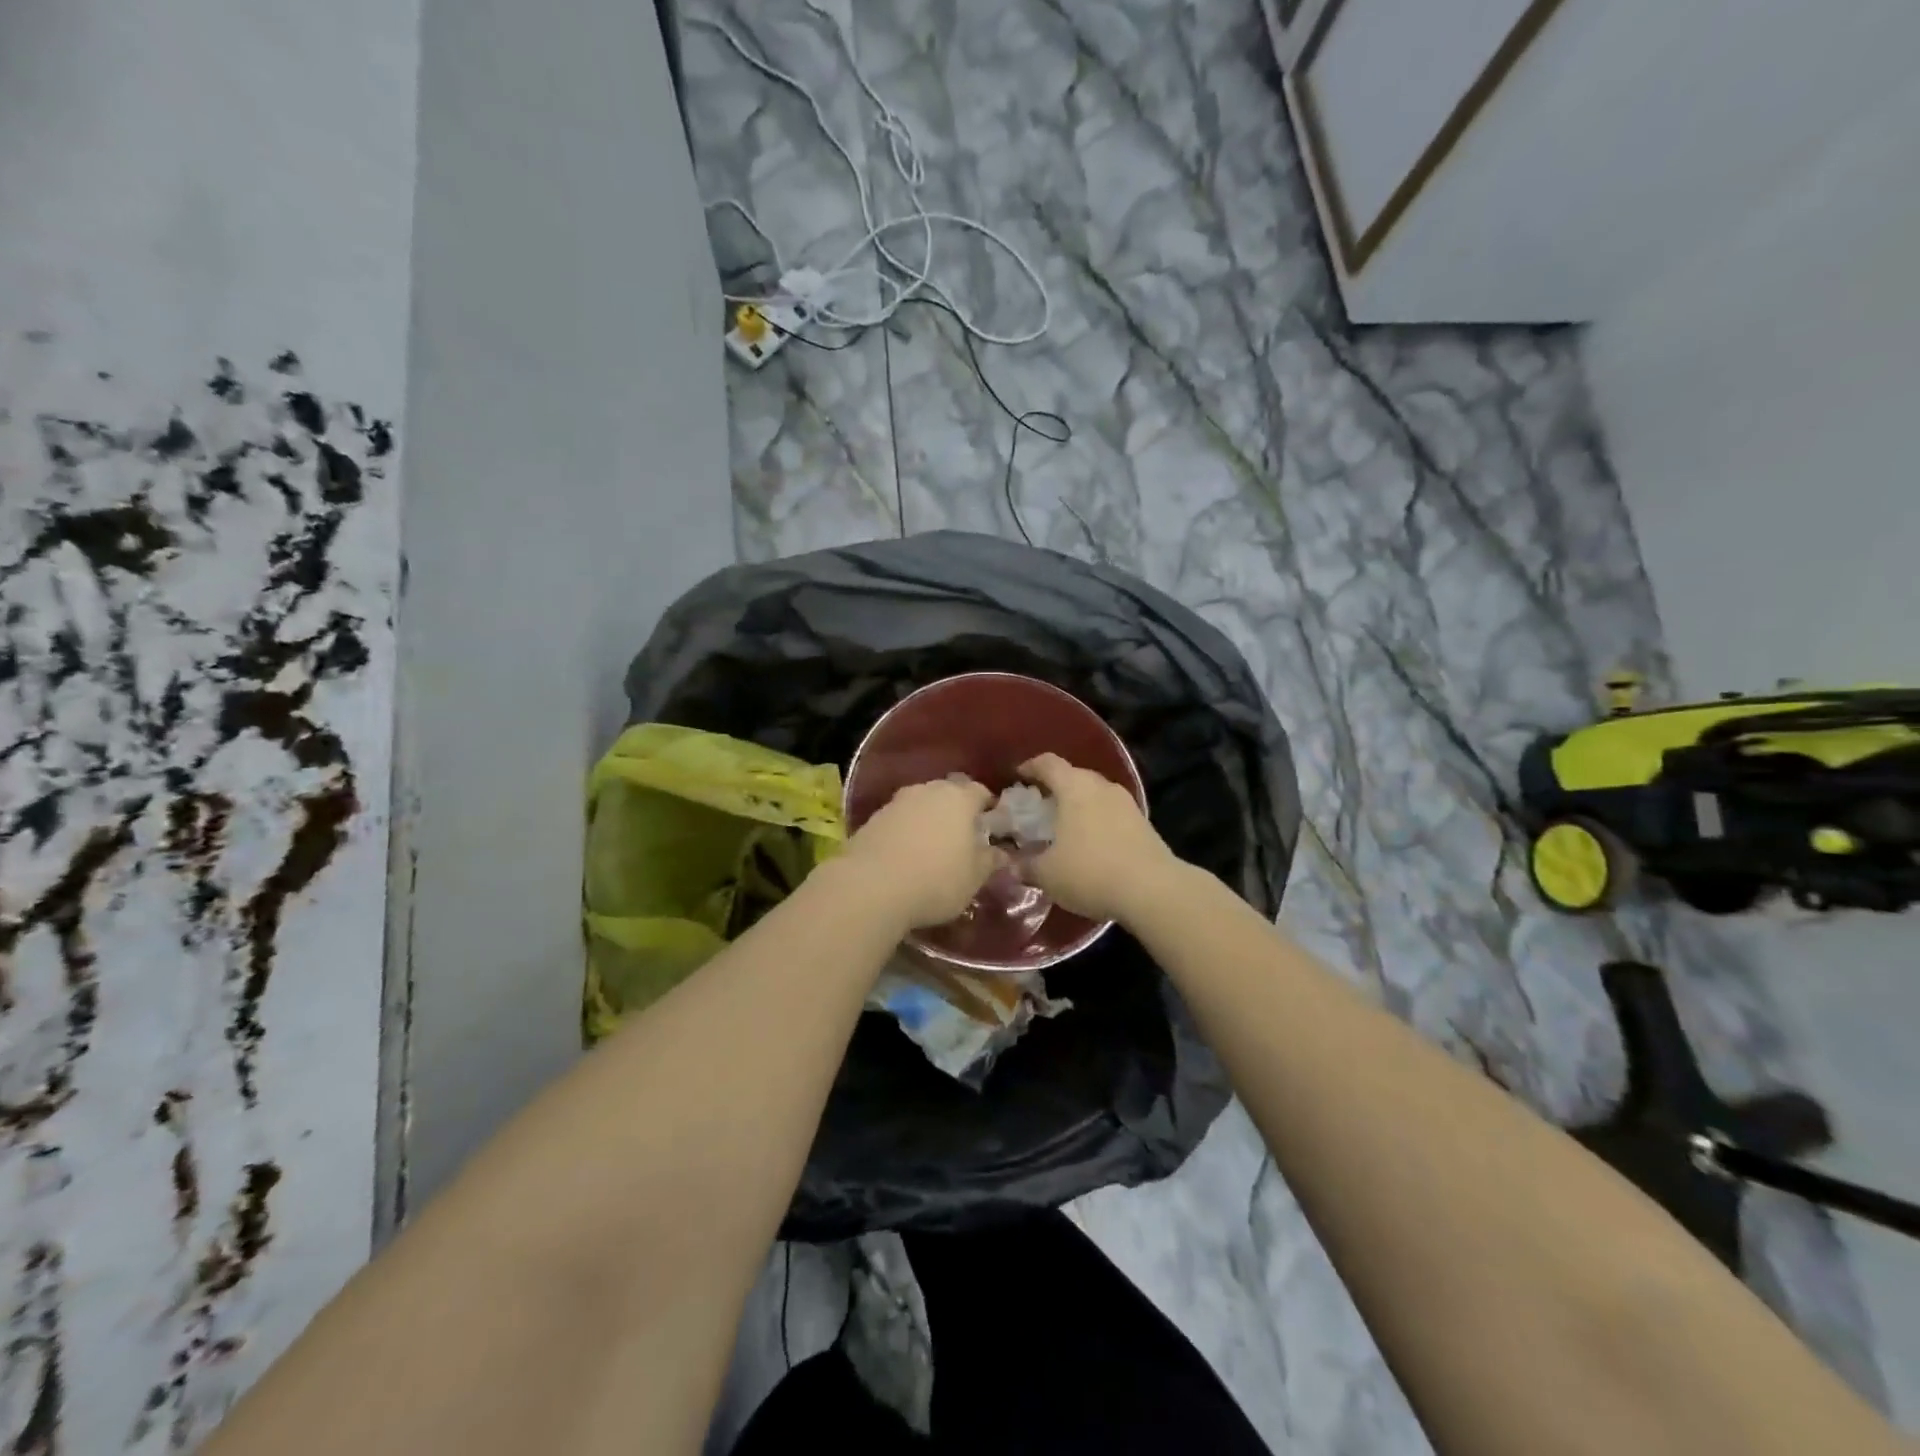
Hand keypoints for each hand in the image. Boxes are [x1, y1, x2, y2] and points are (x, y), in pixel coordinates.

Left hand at [840, 777, 997, 930]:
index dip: (987, 806)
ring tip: (931, 846)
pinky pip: (898, 820)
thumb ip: (990, 861)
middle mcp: (927, 790)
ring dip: (927, 820)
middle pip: (947, 793)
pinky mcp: (871, 819)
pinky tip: (905, 854)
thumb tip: (1001, 853)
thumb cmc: (936, 880)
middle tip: (961, 836)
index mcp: (959, 798)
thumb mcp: (974, 878)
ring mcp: (896, 802)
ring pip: (920, 804)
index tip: (990, 824)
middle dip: (955, 810)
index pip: (979, 791)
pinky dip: (905, 832)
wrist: (871, 886)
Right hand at [1017, 753, 1178, 922]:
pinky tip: (1090, 846)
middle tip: (1038, 809)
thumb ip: (1024, 865)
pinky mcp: (1144, 823)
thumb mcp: (1046, 874)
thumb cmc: (1090, 872)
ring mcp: (1126, 803)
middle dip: (1054, 789)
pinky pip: (1111, 814)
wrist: (1153, 890)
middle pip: (1073, 776)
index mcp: (1074, 787)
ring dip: (1078, 807)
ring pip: (1095, 795)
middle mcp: (1101, 786)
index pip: (1048, 763)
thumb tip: (1010, 864)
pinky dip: (1097, 822)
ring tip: (1064, 829)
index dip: (1030, 767)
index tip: (1017, 777)